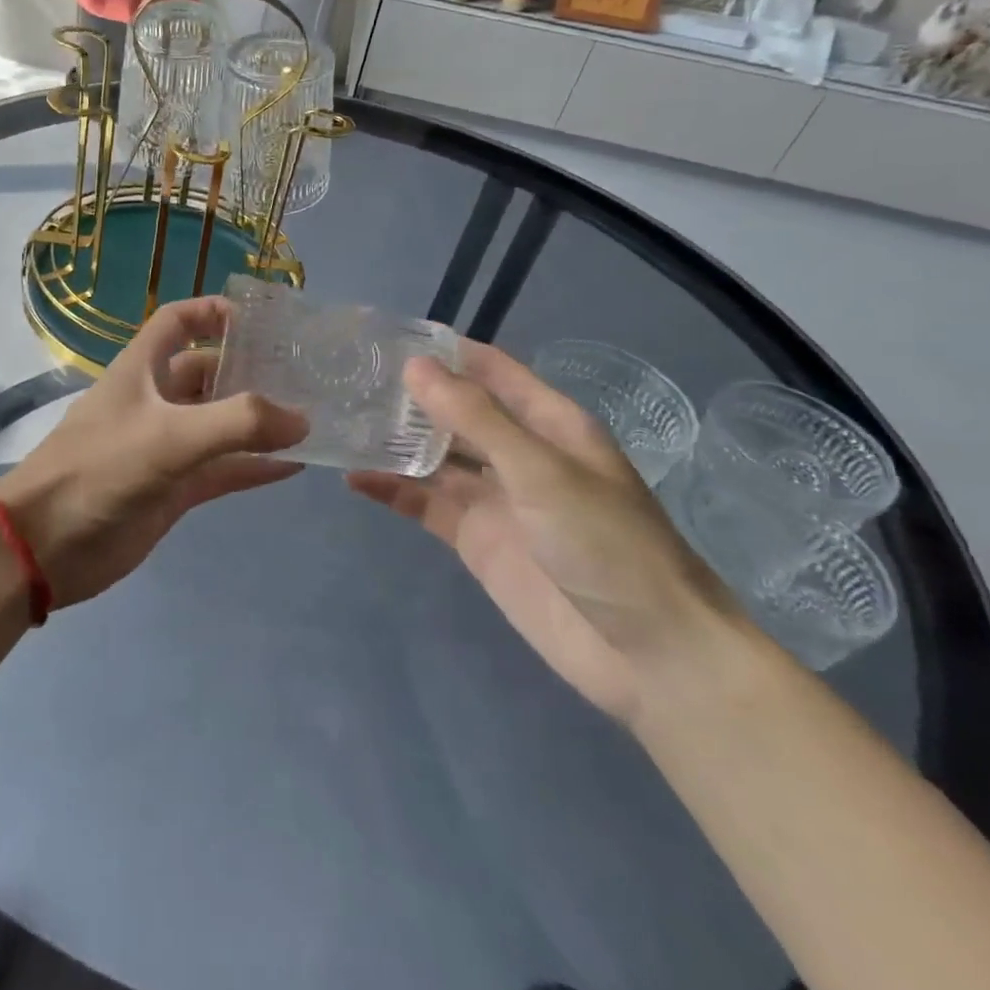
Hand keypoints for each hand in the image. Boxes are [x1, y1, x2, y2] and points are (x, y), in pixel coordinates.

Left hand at [0, 296, 307, 607]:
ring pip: (219, 423)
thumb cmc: (100, 470)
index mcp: (141, 370)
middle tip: (305, 375)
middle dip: (249, 370)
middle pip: (207, 372)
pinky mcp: (173, 489)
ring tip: (311, 417)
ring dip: (257, 421)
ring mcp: (165, 447)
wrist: (47, 546)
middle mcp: (154, 401)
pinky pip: (222, 470)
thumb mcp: (168, 436)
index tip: (260, 319)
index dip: (212, 311)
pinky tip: (295, 466)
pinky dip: (254, 467)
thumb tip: (301, 420)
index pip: (176, 322)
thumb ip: (237, 424)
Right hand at [349, 343, 738, 721]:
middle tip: (349, 377)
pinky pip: (425, 504)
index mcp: (547, 423)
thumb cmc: (606, 544)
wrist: (647, 654)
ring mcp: (495, 498)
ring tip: (341, 421)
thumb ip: (474, 418)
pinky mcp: (476, 539)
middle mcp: (518, 453)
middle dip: (410, 395)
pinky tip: (354, 478)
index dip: (445, 351)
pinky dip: (393, 490)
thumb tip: (415, 366)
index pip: (490, 369)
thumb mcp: (539, 470)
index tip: (388, 336)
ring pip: (434, 457)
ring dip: (396, 441)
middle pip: (456, 412)